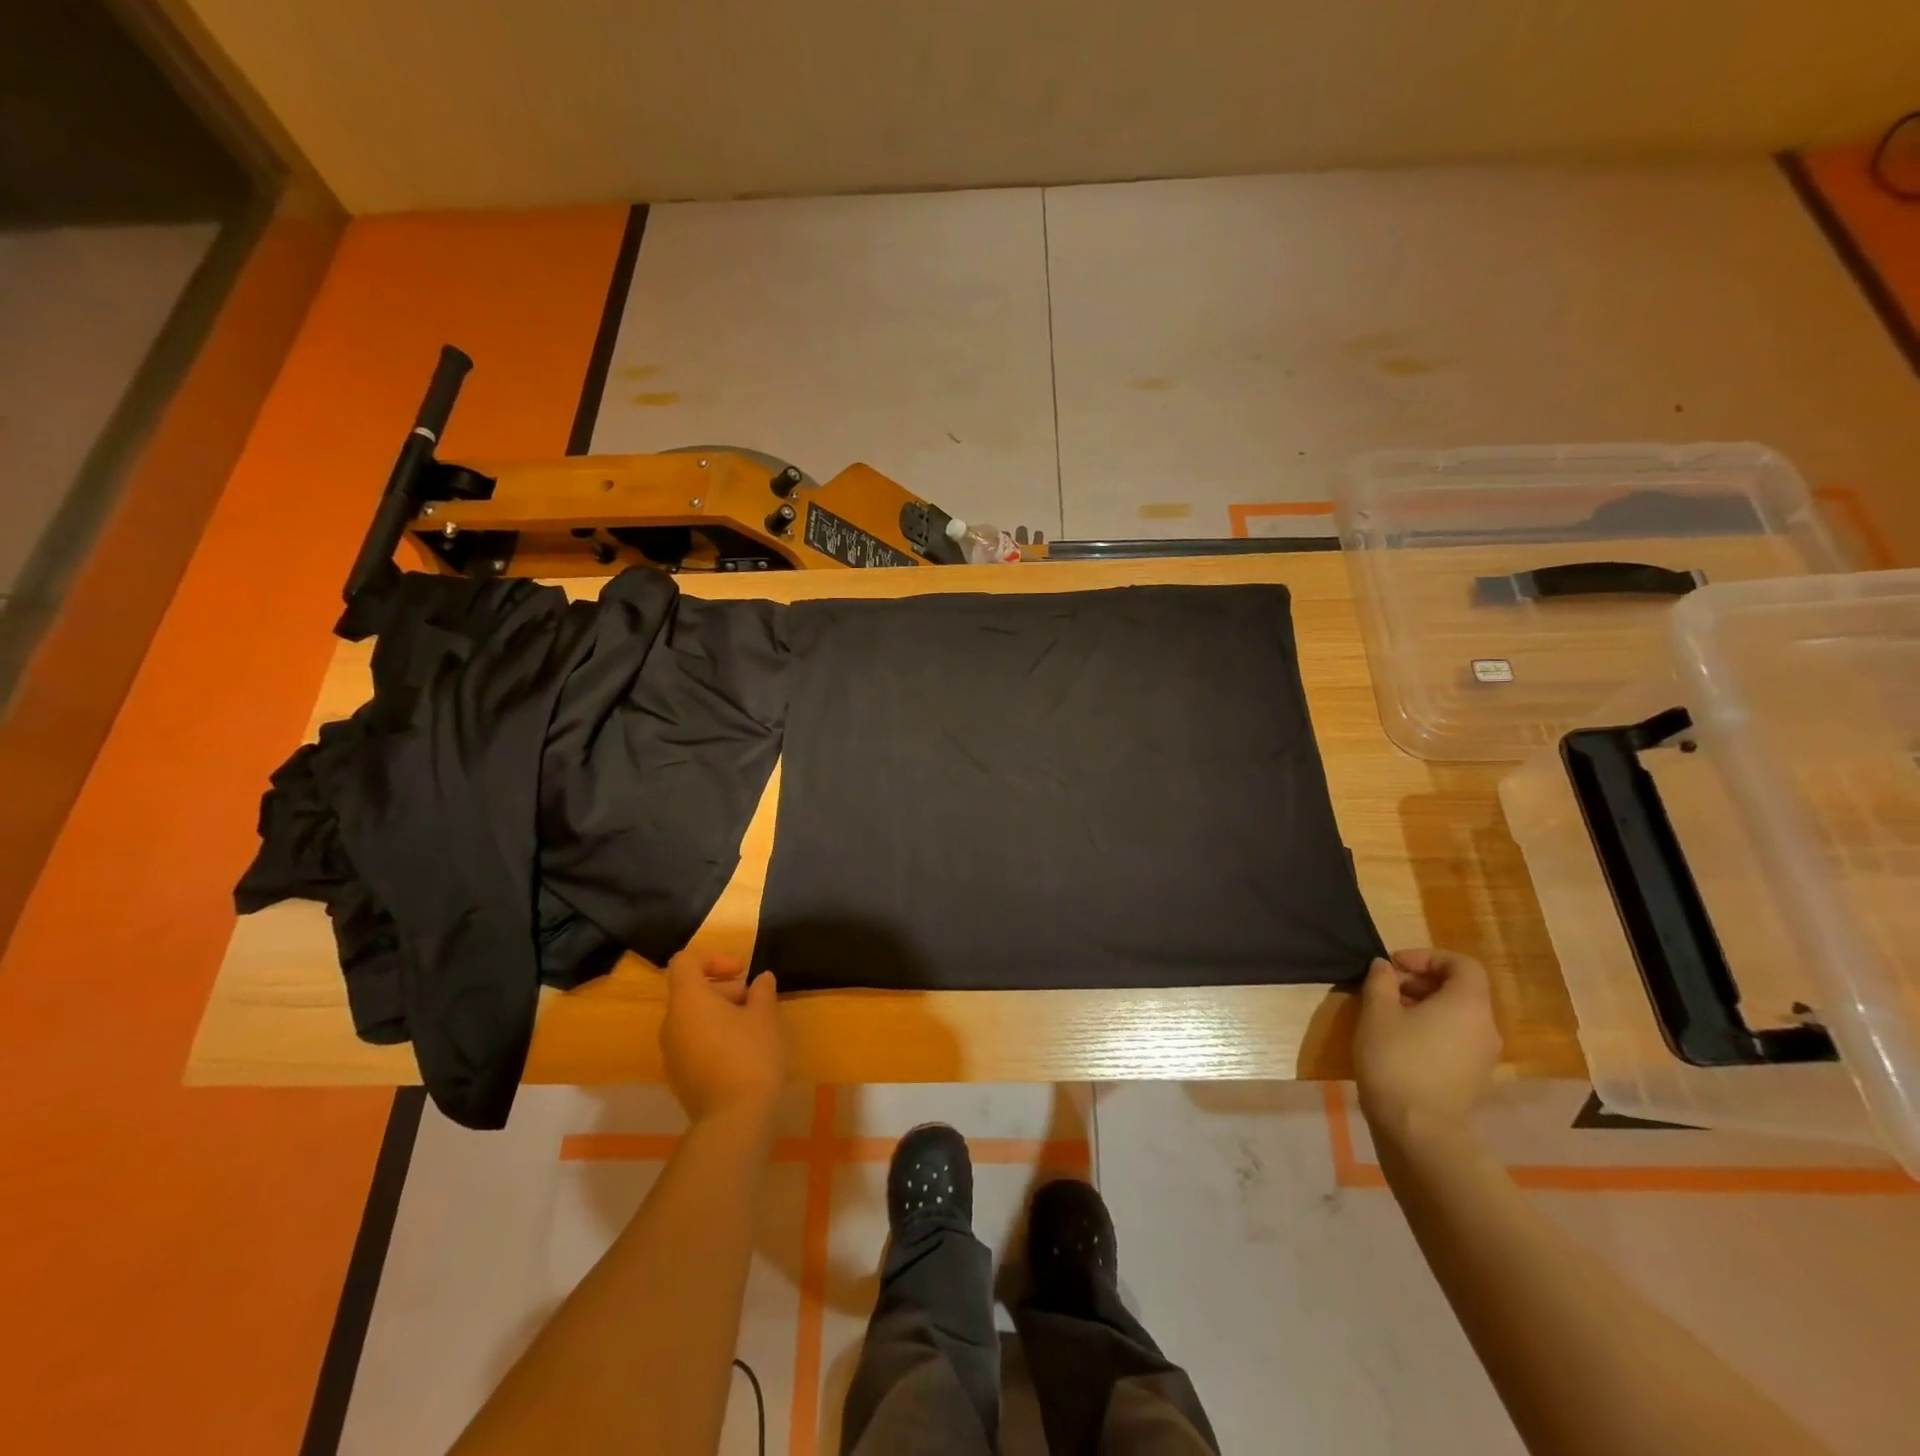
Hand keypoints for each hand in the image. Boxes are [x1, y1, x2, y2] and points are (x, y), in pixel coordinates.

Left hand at [661, 952, 783, 1125]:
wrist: (733, 1120)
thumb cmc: (750, 1055)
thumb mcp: (765, 1016)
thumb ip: (762, 991)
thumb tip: (761, 980)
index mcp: (688, 1001)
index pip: (685, 962)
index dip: (713, 958)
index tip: (741, 971)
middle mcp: (671, 1023)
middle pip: (691, 991)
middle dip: (725, 989)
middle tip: (756, 1002)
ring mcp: (672, 1054)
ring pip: (693, 1019)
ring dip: (722, 1014)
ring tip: (754, 1028)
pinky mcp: (679, 1078)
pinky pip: (694, 1043)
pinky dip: (714, 1037)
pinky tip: (743, 1052)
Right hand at [1353, 948, 1501, 1142]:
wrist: (1417, 1128)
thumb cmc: (1396, 1059)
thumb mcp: (1377, 1011)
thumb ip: (1381, 981)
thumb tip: (1385, 967)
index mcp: (1468, 1004)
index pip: (1462, 964)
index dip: (1427, 957)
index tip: (1394, 966)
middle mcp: (1486, 1026)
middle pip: (1461, 989)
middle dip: (1421, 981)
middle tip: (1385, 988)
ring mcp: (1484, 1055)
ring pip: (1457, 1014)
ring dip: (1424, 1005)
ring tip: (1388, 1014)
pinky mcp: (1474, 1077)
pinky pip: (1457, 1038)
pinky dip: (1433, 1028)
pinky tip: (1401, 1041)